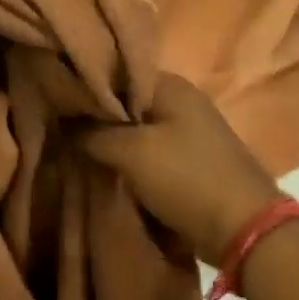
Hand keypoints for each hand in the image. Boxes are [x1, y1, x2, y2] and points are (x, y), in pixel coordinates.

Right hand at [72, 73, 281, 266]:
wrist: (243, 227)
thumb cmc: (185, 178)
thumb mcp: (131, 152)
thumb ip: (92, 132)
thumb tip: (64, 121)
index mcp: (171, 85)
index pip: (116, 72)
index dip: (85, 85)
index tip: (55, 101)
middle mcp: (182, 100)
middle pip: (126, 102)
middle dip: (96, 116)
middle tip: (60, 128)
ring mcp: (189, 130)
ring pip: (137, 129)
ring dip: (112, 140)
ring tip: (75, 148)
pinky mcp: (191, 159)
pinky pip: (150, 151)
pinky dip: (130, 159)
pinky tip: (106, 168)